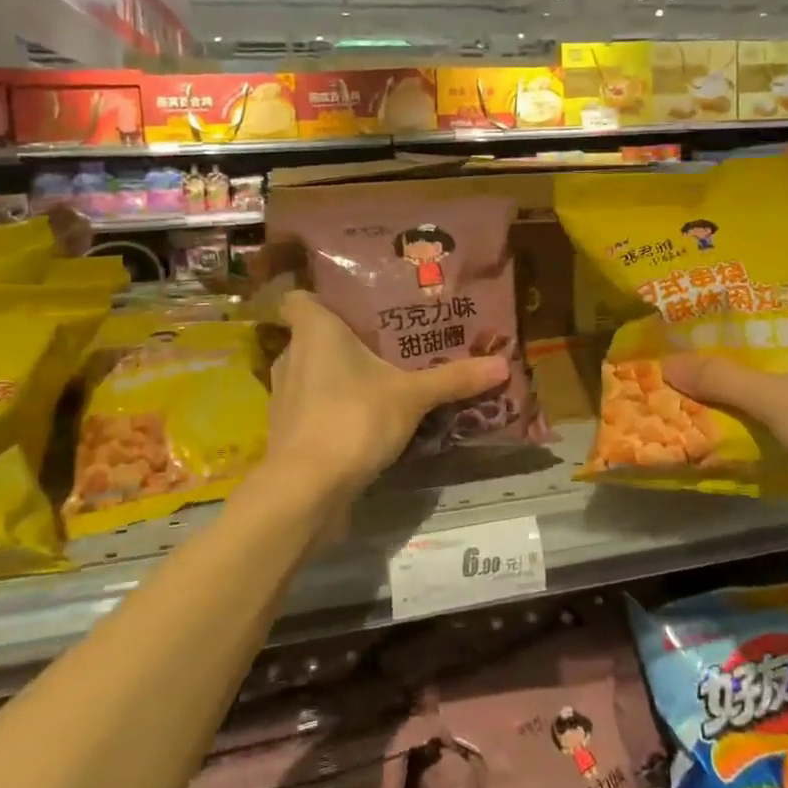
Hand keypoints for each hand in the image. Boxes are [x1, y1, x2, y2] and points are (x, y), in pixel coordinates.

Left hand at [260, 290, 507, 515]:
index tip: (350, 305)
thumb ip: (454, 379)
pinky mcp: (287, 434)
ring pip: (312, 375)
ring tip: (379, 381)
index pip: (298, 299)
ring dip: (338, 378)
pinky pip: (313, 409)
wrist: (306, 489)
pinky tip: (363, 421)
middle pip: (312, 338)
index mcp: (314, 332)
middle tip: (384, 343)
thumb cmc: (354, 418)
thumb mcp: (412, 396)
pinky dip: (333, 411)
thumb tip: (503, 364)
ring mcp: (284, 398)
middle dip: (343, 341)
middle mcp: (291, 357)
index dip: (320, 298)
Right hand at [662, 307, 787, 500]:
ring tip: (713, 387)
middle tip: (699, 354)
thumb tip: (665, 363)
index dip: (752, 311)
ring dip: (766, 392)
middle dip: (751, 356)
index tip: (710, 317)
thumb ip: (722, 379)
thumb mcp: (776, 398)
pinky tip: (750, 426)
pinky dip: (786, 421)